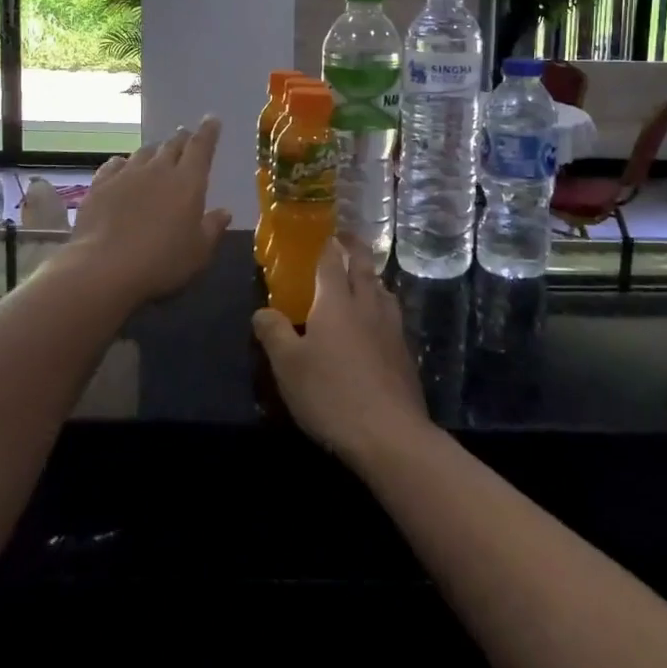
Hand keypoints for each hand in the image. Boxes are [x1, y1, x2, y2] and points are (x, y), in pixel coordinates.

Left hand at [65, 117, 232, 307]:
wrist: (104, 266)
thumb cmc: (161, 261)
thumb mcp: (198, 252)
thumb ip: (212, 228)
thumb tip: (224, 212)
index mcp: (188, 182)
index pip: (201, 147)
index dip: (208, 131)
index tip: (212, 119)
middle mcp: (158, 170)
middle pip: (172, 145)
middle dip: (182, 138)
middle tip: (186, 135)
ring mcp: (126, 174)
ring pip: (144, 152)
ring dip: (154, 151)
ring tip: (157, 153)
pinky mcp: (100, 184)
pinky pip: (115, 164)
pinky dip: (124, 163)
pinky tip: (122, 167)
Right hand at [252, 238, 431, 466]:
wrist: (389, 434)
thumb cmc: (331, 394)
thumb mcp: (288, 366)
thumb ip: (274, 333)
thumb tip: (261, 310)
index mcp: (336, 302)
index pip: (331, 262)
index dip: (327, 245)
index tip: (325, 232)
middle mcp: (367, 306)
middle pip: (363, 268)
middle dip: (354, 250)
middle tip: (346, 239)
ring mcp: (391, 329)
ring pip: (383, 290)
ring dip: (372, 278)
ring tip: (364, 278)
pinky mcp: (405, 353)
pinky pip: (392, 316)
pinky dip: (383, 306)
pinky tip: (378, 322)